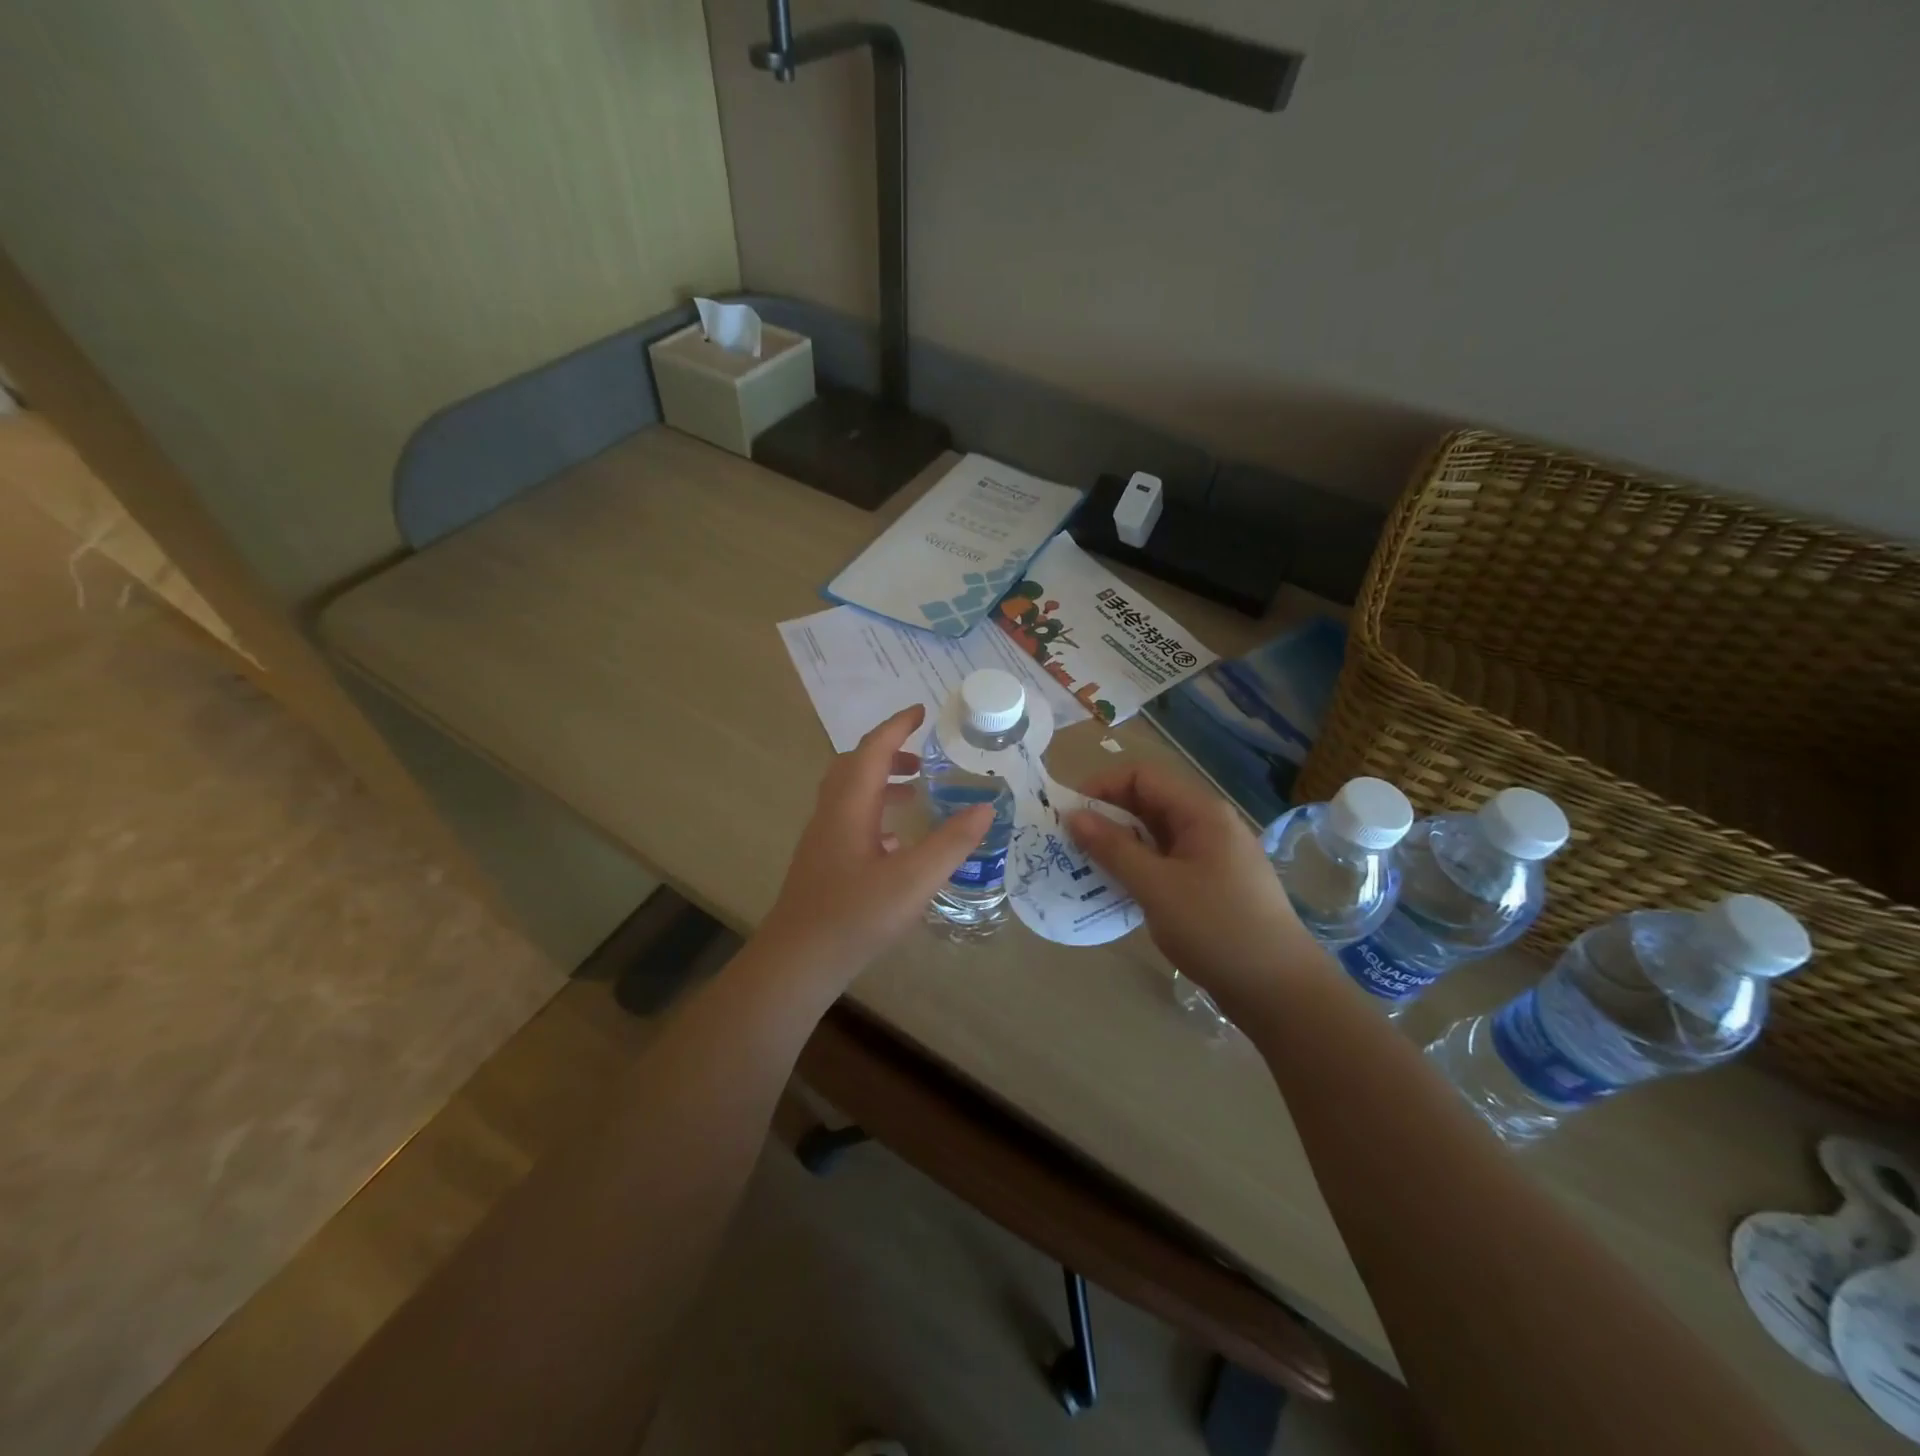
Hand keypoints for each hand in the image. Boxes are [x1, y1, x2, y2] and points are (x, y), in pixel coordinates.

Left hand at [759, 706, 993, 989]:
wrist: (797, 962)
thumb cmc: (855, 916)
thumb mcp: (914, 880)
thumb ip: (951, 843)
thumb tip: (986, 807)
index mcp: (850, 806)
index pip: (873, 749)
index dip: (897, 726)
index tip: (921, 710)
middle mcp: (831, 814)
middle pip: (856, 766)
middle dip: (888, 752)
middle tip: (923, 757)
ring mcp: (823, 839)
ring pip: (851, 794)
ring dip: (882, 782)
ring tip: (916, 792)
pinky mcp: (823, 863)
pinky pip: (849, 820)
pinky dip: (874, 814)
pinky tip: (896, 841)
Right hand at [1066, 762, 1321, 1023]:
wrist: (1280, 990)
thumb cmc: (1217, 929)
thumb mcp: (1157, 887)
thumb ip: (1113, 848)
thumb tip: (1073, 816)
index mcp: (1201, 812)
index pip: (1142, 776)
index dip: (1101, 787)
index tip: (1068, 815)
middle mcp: (1208, 825)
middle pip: (1148, 802)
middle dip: (1106, 817)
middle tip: (1069, 844)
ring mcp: (1211, 855)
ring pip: (1154, 834)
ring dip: (1118, 844)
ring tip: (1084, 866)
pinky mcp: (1211, 884)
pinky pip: (1165, 861)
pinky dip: (1137, 867)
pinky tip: (1115, 889)